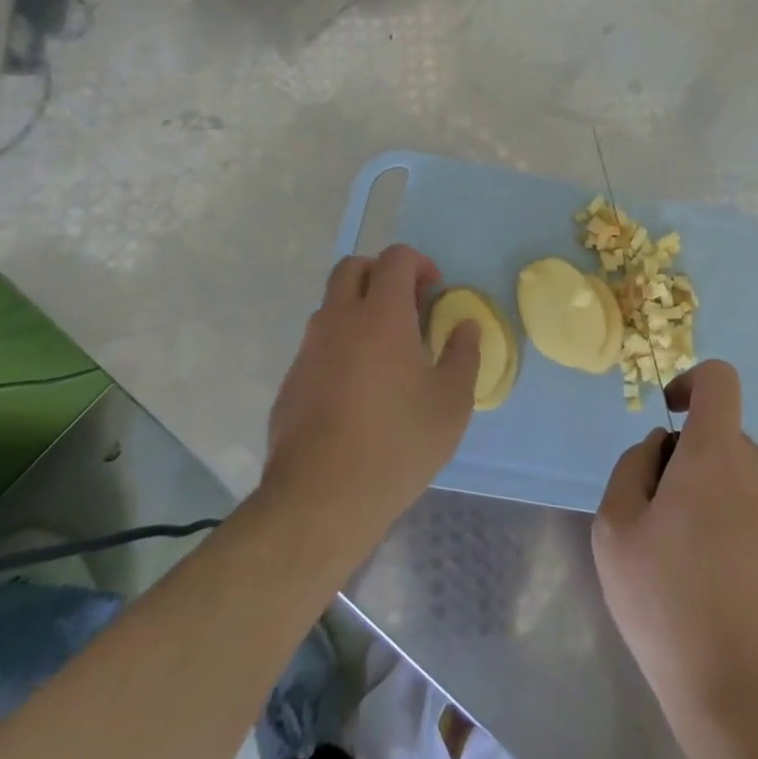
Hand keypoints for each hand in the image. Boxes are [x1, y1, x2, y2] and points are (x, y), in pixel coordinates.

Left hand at [262, 245, 480, 549]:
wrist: (320, 500)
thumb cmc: (398, 444)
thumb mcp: (452, 403)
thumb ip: (464, 354)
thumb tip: (466, 326)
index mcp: (381, 315)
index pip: (395, 258)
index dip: (419, 263)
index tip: (434, 291)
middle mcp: (338, 320)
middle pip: (352, 267)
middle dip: (381, 274)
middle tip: (407, 306)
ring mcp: (309, 350)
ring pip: (331, 305)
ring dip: (358, 309)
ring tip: (386, 351)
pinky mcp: (291, 381)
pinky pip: (318, 344)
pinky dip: (340, 345)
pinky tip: (358, 389)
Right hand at [592, 361, 757, 735]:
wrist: (747, 694)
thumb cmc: (669, 603)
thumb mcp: (616, 529)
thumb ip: (633, 466)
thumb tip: (661, 447)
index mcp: (718, 452)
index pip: (719, 379)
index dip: (691, 383)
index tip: (671, 416)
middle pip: (723, 437)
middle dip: (691, 461)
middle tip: (664, 522)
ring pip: (743, 477)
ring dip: (716, 497)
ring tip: (693, 562)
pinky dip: (742, 526)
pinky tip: (726, 584)